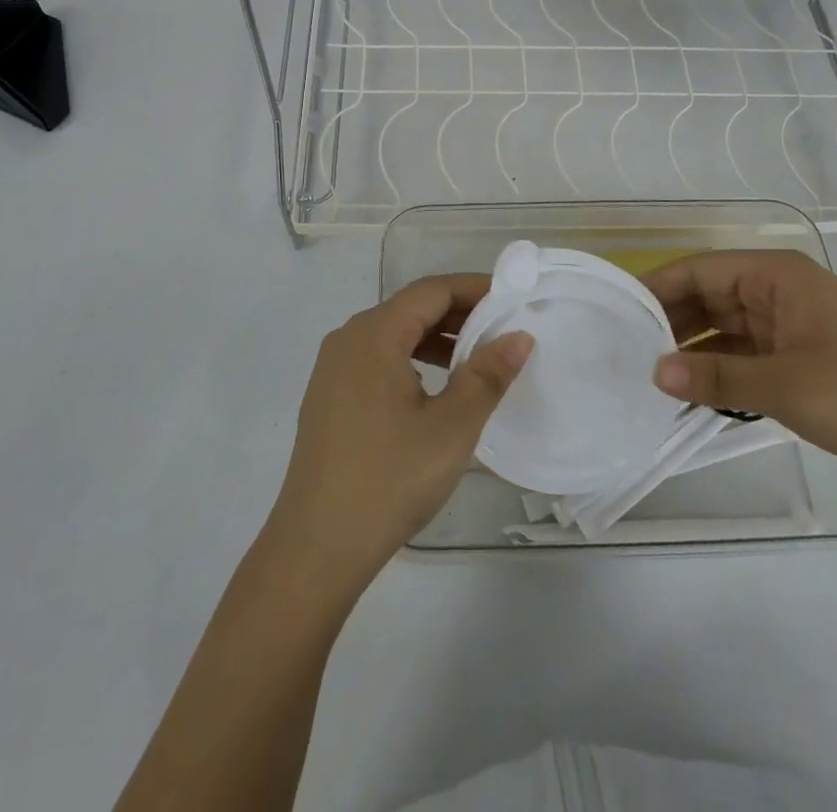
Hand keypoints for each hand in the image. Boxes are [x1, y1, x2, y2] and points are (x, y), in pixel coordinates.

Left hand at [265, 275, 532, 583]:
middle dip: (459, 314)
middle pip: (411, 308)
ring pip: (395, 335)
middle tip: (504, 329)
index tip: (513, 297)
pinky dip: (413, 360)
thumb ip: (487, 375)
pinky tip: (438, 388)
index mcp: (374, 334)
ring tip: (478, 359)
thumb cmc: (388, 480)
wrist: (316, 547)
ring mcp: (334, 368)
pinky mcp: (330, 396)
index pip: (431, 290)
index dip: (474, 288)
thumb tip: (520, 336)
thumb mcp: (451, 428)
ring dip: (438, 339)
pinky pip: (379, 359)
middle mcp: (349, 338)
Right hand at [645, 250, 836, 484]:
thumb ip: (715, 377)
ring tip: (647, 376)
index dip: (657, 290)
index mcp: (775, 276)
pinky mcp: (798, 357)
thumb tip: (653, 372)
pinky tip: (688, 394)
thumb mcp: (785, 386)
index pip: (699, 271)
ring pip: (723, 328)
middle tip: (624, 352)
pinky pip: (743, 355)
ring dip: (691, 350)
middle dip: (670, 323)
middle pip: (708, 297)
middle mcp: (778, 291)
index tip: (618, 317)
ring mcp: (789, 325)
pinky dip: (717, 371)